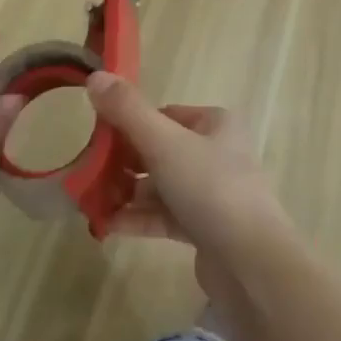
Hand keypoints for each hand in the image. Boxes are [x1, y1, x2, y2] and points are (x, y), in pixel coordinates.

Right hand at [86, 73, 293, 310]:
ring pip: (159, 185)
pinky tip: (107, 225)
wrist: (252, 264)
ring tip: (91, 201)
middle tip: (88, 171)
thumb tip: (95, 76)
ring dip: (126, 192)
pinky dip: (137, 218)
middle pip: (158, 149)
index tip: (97, 136)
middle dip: (122, 162)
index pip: (163, 114)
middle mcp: (216, 153)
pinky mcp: (204, 230)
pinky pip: (164, 216)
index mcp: (215, 124)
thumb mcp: (164, 142)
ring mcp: (211, 193)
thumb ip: (127, 110)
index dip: (129, 123)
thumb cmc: (210, 188)